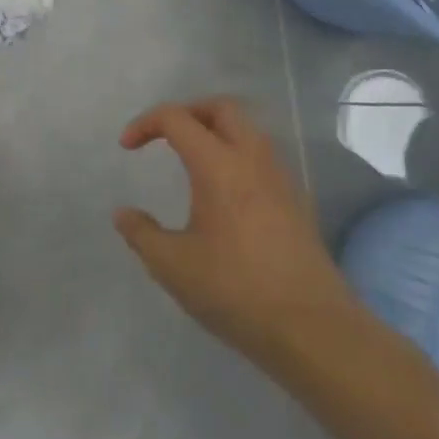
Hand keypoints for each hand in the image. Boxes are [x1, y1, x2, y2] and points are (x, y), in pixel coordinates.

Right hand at [114, 98, 354, 367]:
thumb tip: (124, 214)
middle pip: (221, 108)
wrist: (314, 331)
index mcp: (218, 166)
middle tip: (164, 137)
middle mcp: (253, 161)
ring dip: (215, 132)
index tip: (127, 148)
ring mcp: (281, 180)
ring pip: (248, 130)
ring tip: (190, 160)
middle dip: (187, 112)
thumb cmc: (235, 290)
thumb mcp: (171, 265)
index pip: (177, 118)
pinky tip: (222, 194)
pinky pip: (262, 158)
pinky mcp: (297, 203)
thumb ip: (141, 233)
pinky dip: (236, 156)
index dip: (145, 123)